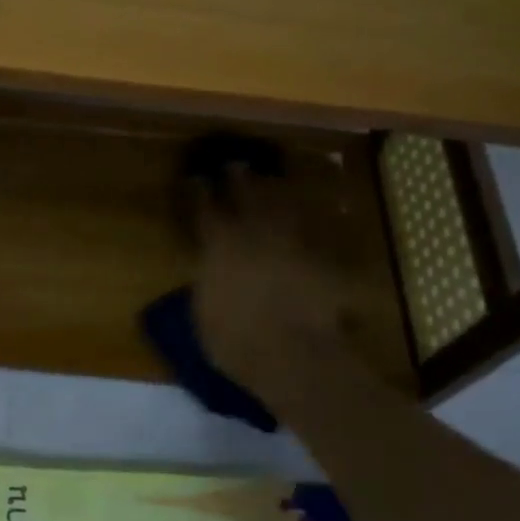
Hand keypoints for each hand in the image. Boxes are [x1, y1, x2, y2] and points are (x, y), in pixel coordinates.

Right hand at [191, 166, 383, 424]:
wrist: (295, 356)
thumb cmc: (237, 342)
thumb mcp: (203, 314)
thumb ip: (207, 283)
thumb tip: (209, 272)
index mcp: (219, 245)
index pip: (204, 208)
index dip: (198, 191)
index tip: (196, 178)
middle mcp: (254, 233)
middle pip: (246, 193)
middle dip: (238, 176)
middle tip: (236, 164)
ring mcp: (292, 241)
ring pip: (284, 202)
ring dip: (277, 188)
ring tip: (274, 177)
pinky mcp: (322, 256)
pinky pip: (321, 227)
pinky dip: (321, 214)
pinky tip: (322, 207)